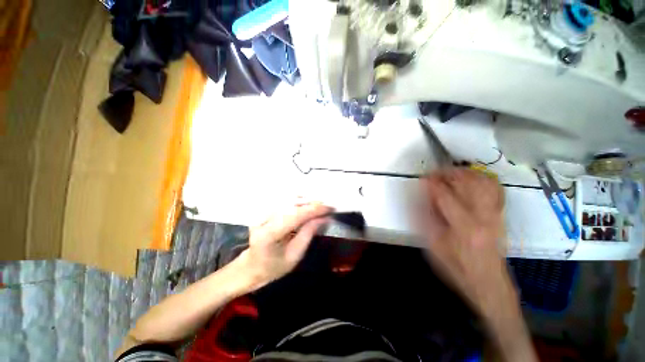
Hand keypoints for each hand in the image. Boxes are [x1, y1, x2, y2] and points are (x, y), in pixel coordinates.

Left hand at [236, 202, 332, 289]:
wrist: (253, 266)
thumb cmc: (274, 266)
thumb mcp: (295, 255)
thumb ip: (309, 233)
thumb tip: (325, 217)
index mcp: (267, 235)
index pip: (294, 215)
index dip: (313, 210)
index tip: (329, 208)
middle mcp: (261, 219)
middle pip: (291, 204)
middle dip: (311, 203)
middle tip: (327, 206)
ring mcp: (260, 212)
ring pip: (287, 199)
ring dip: (305, 200)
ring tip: (319, 205)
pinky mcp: (263, 209)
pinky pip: (284, 200)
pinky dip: (298, 200)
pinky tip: (307, 204)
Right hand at [421, 168, 516, 319]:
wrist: (489, 284)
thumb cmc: (457, 268)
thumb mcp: (434, 247)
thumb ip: (425, 221)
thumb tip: (418, 200)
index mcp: (464, 227)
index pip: (445, 196)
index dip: (432, 184)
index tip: (422, 177)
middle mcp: (484, 216)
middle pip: (468, 183)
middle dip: (448, 173)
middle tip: (434, 172)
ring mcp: (496, 215)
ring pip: (483, 182)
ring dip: (464, 173)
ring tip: (449, 172)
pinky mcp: (501, 216)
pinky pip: (496, 190)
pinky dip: (483, 179)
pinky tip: (471, 178)